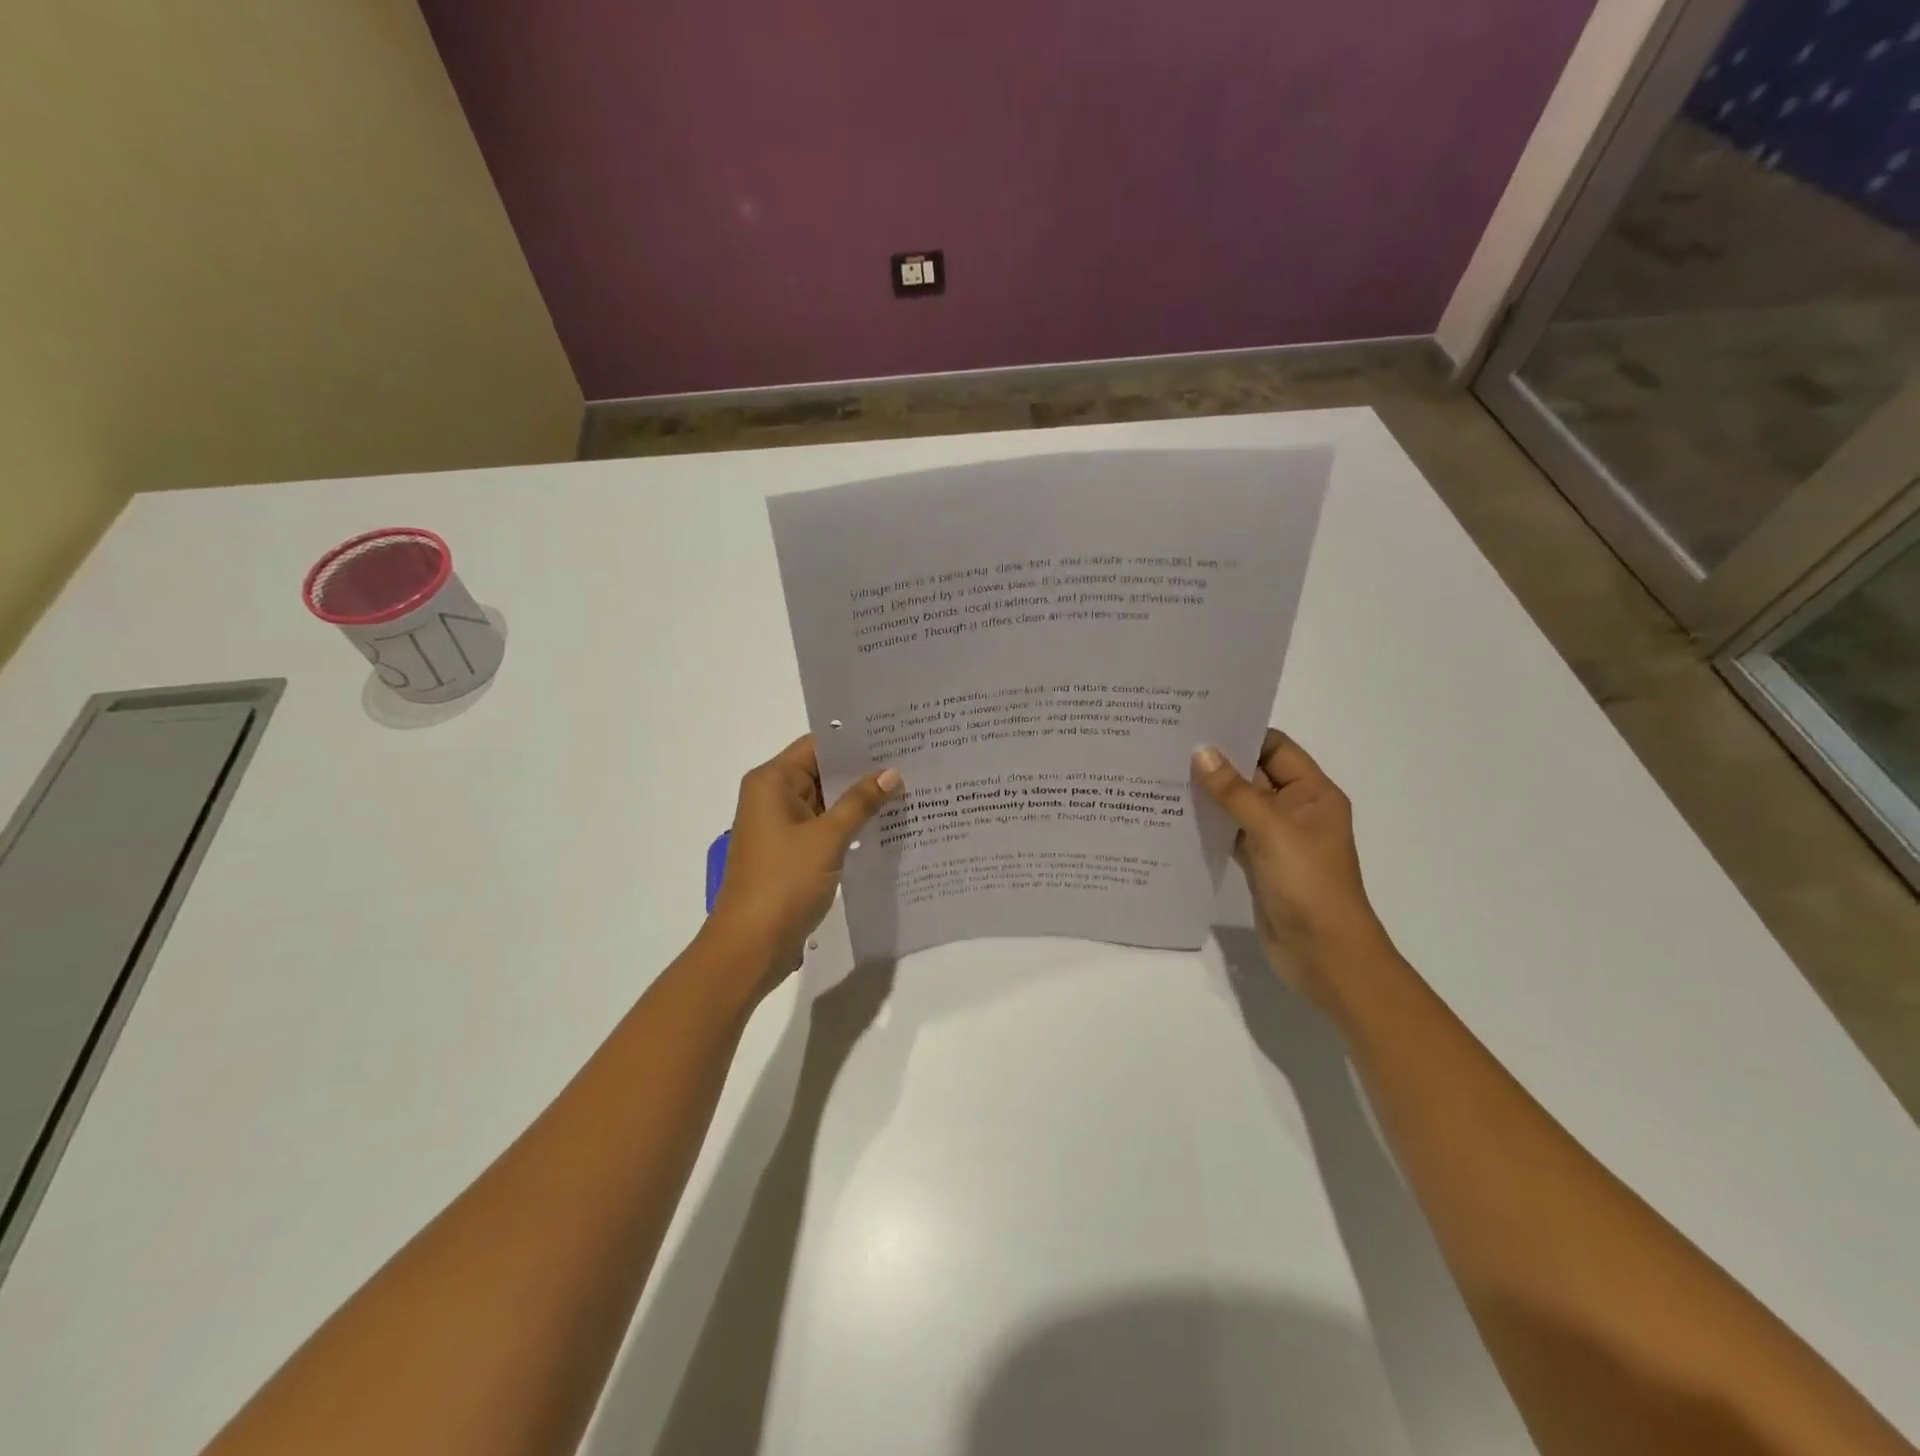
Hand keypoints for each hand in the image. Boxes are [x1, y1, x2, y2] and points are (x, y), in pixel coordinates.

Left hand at [706, 735, 901, 987]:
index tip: (896, 736)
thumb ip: (860, 803)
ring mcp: (781, 826)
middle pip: (822, 771)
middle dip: (863, 770)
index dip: (855, 740)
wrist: (750, 946)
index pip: (818, 745)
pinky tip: (886, 825)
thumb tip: (891, 772)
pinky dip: (850, 824)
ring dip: (859, 799)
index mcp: (772, 782)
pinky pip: (824, 827)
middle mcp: (773, 796)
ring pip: (826, 801)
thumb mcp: (827, 838)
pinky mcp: (791, 852)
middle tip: (912, 761)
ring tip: (908, 789)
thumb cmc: (784, 883)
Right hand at [1193, 732, 1390, 1004]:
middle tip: (1169, 745)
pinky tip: (1175, 813)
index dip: (1241, 733)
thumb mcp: (1271, 831)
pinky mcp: (1258, 863)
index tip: (1197, 722)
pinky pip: (1230, 833)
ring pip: (1238, 805)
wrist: (1325, 956)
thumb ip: (1234, 791)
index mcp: (1313, 793)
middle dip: (1217, 762)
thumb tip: (1200, 752)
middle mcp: (1296, 810)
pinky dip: (1209, 824)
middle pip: (1254, 774)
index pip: (1275, 748)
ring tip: (1163, 773)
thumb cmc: (1308, 885)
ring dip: (1209, 793)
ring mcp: (1276, 838)